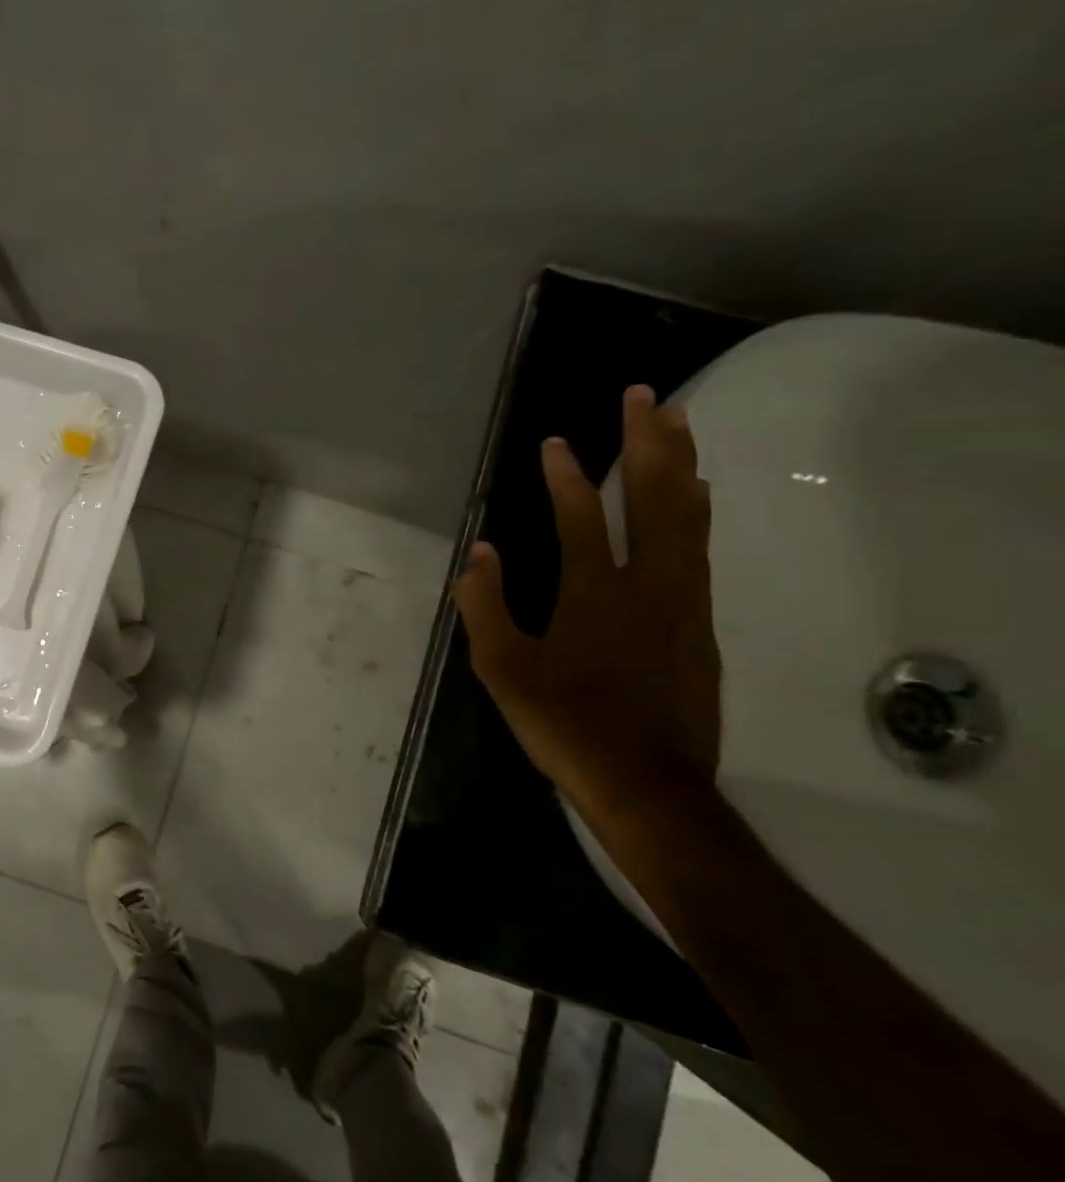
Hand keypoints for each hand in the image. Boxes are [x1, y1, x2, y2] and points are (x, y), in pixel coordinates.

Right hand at [453, 385, 720, 827]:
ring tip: (678, 424)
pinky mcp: (700, 626)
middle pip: (653, 499)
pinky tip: (694, 497)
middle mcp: (647, 586)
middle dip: (647, 442)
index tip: (555, 440)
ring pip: (688, 518)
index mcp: (593, 594)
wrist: (648, 786)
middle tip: (645, 395)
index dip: (564, 476)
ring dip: (680, 465)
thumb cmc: (565, 724)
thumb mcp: (502, 670)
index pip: (578, 517)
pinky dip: (694, 510)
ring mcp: (682, 604)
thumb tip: (480, 554)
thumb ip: (485, 606)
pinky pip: (699, 549)